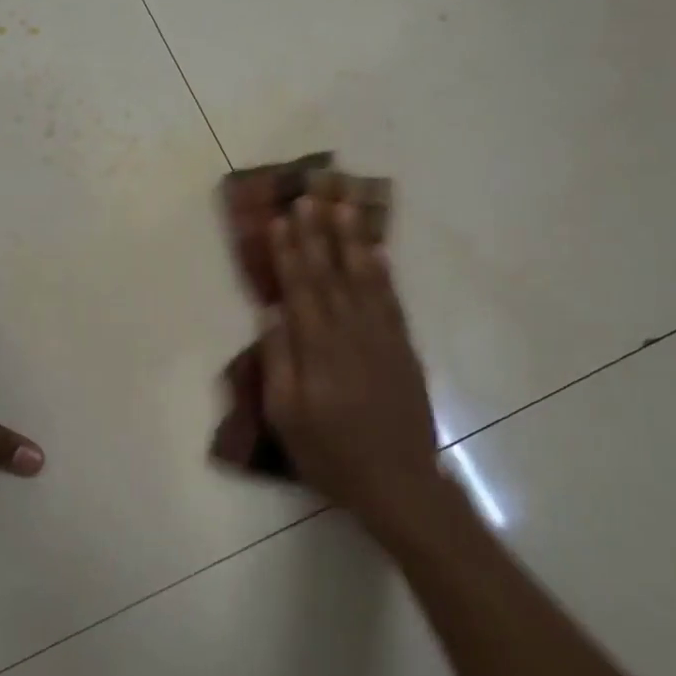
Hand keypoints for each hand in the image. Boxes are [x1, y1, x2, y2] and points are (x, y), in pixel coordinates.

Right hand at [259, 198, 441, 529]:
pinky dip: (381, 271)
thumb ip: (279, 362)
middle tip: (310, 192)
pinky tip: (374, 250)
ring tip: (343, 203)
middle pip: (330, 273)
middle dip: (317, 231)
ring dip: (351, 238)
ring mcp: (382, 337)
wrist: (399, 482)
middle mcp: (351, 332)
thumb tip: (271, 313)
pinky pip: (391, 299)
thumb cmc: (331, 454)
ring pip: (363, 277)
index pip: (300, 288)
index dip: (289, 251)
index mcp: (318, 350)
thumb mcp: (288, 417)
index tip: (280, 218)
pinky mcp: (403, 347)